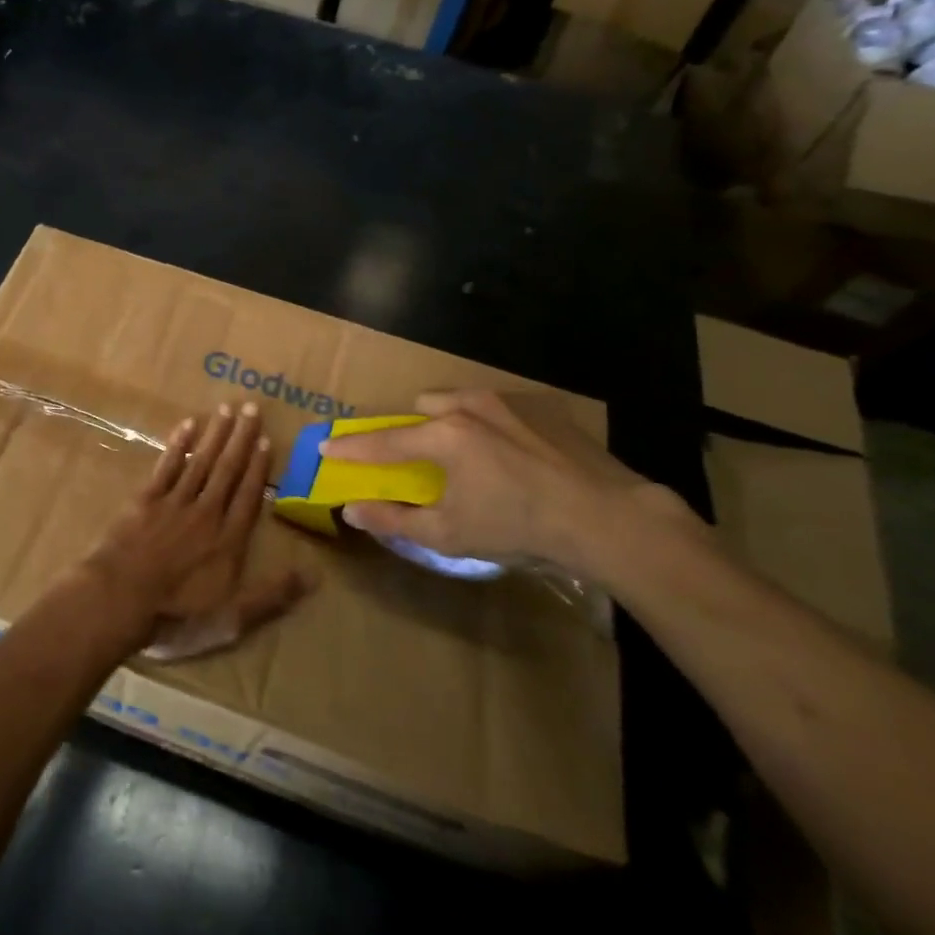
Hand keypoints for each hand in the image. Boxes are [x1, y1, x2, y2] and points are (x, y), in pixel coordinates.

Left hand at [84, 402, 313, 661]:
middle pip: (227, 470)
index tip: (267, 440)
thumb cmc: (176, 615)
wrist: (119, 599)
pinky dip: (177, 445)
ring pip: (200, 462)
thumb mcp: (231, 619)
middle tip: (251, 407)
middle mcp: (206, 513)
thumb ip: (272, 596)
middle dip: (241, 438)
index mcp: (228, 540)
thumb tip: (315, 576)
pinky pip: (166, 466)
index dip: (259, 468)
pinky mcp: (145, 500)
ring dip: (215, 434)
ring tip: (227, 408)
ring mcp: (174, 503)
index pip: (248, 496)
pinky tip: (186, 426)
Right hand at [319, 389, 692, 586]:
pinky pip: (500, 406)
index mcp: (443, 437)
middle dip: (413, 428)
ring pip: (461, 400)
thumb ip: (395, 520)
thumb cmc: (519, 527)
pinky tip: (513, 455)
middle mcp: (470, 406)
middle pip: (423, 406)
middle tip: (423, 459)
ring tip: (471, 455)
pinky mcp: (543, 407)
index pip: (383, 442)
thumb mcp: (450, 534)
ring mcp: (509, 401)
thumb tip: (352, 511)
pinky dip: (491, 424)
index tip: (326, 446)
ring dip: (451, 420)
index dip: (351, 447)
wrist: (607, 518)